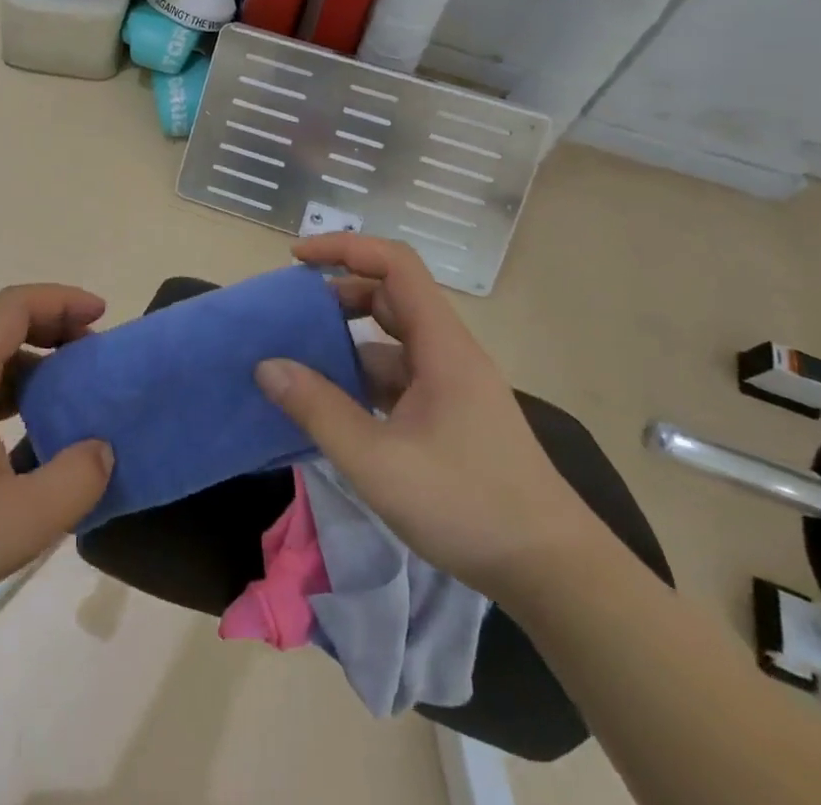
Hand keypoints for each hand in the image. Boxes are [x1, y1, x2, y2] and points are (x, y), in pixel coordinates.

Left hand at [0, 285, 114, 636]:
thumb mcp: (20, 520)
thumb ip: (76, 480)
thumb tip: (102, 450)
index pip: (15, 306)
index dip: (62, 300)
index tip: (102, 317)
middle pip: (4, 326)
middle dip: (55, 328)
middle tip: (94, 355)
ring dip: (38, 364)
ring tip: (74, 394)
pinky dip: (18, 396)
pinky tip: (37, 439)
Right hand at [257, 237, 599, 599]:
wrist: (552, 572)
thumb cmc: (467, 504)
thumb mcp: (377, 461)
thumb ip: (318, 410)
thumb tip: (267, 366)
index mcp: (441, 344)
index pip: (394, 264)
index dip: (345, 249)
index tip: (298, 259)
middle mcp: (448, 353)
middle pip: (391, 298)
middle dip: (338, 296)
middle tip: (291, 315)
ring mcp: (452, 386)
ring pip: (392, 343)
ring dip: (347, 344)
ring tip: (299, 363)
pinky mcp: (452, 417)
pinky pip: (398, 379)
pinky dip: (362, 381)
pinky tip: (333, 409)